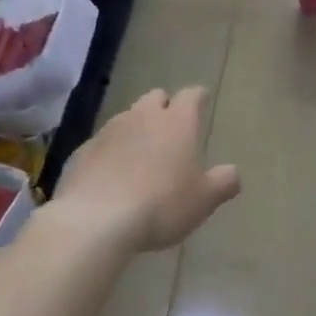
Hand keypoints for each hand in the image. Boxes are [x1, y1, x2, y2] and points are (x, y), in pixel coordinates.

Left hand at [54, 87, 240, 250]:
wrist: (96, 220)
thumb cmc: (161, 205)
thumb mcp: (203, 200)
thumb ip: (223, 182)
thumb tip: (232, 172)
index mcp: (177, 123)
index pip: (191, 96)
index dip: (198, 97)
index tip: (202, 100)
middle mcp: (142, 117)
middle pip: (155, 98)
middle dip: (165, 106)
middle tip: (172, 127)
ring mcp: (108, 132)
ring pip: (126, 118)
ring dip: (136, 128)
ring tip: (142, 152)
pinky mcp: (82, 151)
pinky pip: (102, 143)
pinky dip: (111, 151)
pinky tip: (113, 174)